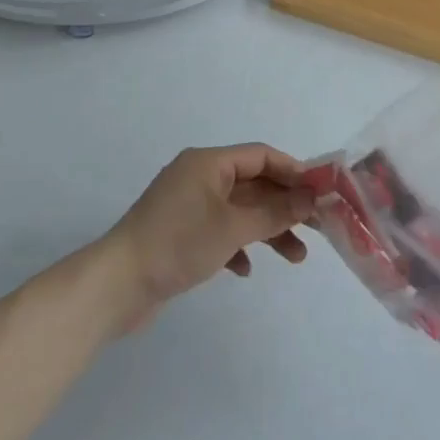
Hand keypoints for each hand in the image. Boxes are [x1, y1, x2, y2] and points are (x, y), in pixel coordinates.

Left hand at [101, 144, 316, 328]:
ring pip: (239, 211)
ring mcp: (188, 206)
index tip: (321, 192)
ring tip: (296, 258)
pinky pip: (219, 231)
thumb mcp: (233, 227)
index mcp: (208, 163)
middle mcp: (198, 177)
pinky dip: (238, 246)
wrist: (118, 284)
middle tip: (317, 228)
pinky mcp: (180, 234)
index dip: (293, 171)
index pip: (260, 156)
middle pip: (252, 183)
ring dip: (267, 230)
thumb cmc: (178, 243)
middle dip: (284, 205)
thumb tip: (311, 198)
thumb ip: (275, 212)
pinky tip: (245, 269)